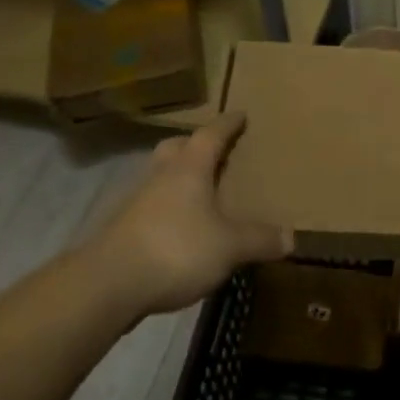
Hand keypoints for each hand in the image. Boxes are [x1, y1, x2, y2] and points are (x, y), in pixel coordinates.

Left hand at [102, 112, 291, 316]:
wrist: (107, 285)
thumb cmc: (175, 249)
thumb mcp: (229, 246)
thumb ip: (260, 239)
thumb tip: (292, 238)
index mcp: (189, 169)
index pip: (211, 135)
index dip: (228, 124)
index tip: (241, 114)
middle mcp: (160, 176)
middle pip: (176, 148)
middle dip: (194, 145)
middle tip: (213, 151)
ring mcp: (135, 202)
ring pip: (159, 177)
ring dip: (177, 178)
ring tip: (199, 192)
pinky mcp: (121, 230)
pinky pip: (149, 207)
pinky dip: (166, 210)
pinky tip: (179, 229)